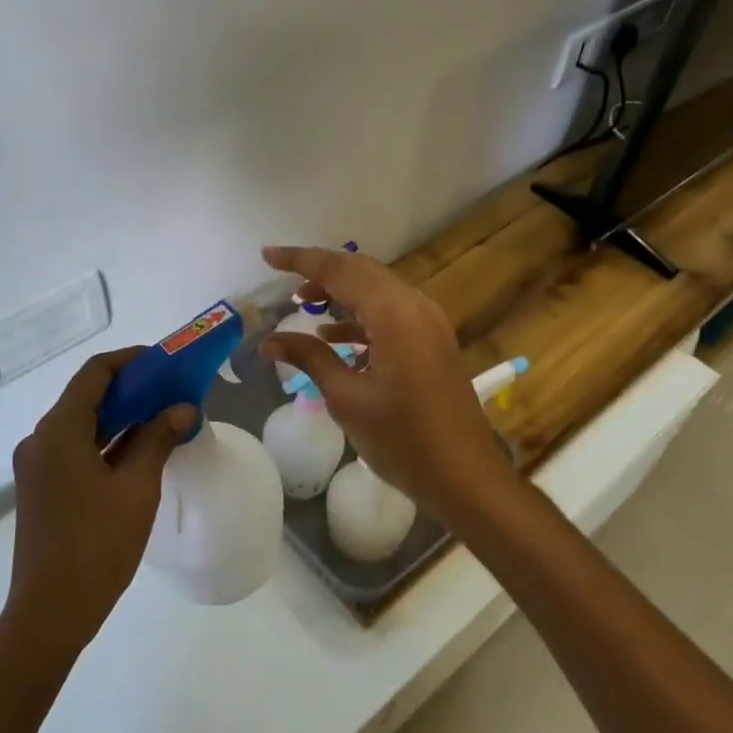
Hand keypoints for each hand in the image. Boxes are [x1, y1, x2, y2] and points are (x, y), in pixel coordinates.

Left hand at [4, 349, 195, 660]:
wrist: (49, 615)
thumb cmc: (96, 545)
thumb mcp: (136, 488)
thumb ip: (158, 439)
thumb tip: (183, 408)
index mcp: (58, 430)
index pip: (94, 373)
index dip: (130, 360)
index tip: (165, 362)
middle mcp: (41, 440)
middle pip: (87, 397)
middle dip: (131, 389)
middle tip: (172, 391)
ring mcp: (37, 466)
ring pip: (82, 425)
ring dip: (120, 417)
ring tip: (163, 417)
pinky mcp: (41, 489)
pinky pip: (76, 450)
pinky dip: (107, 443)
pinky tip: (139, 452)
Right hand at [259, 246, 513, 526]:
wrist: (466, 477)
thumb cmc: (403, 439)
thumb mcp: (347, 398)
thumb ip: (309, 358)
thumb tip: (269, 340)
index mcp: (394, 314)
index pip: (339, 270)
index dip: (300, 260)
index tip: (267, 255)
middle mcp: (415, 307)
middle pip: (361, 271)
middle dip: (320, 271)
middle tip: (283, 280)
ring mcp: (428, 323)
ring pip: (376, 290)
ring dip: (340, 293)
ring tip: (303, 305)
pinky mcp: (432, 342)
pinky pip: (391, 313)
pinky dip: (360, 317)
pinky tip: (334, 338)